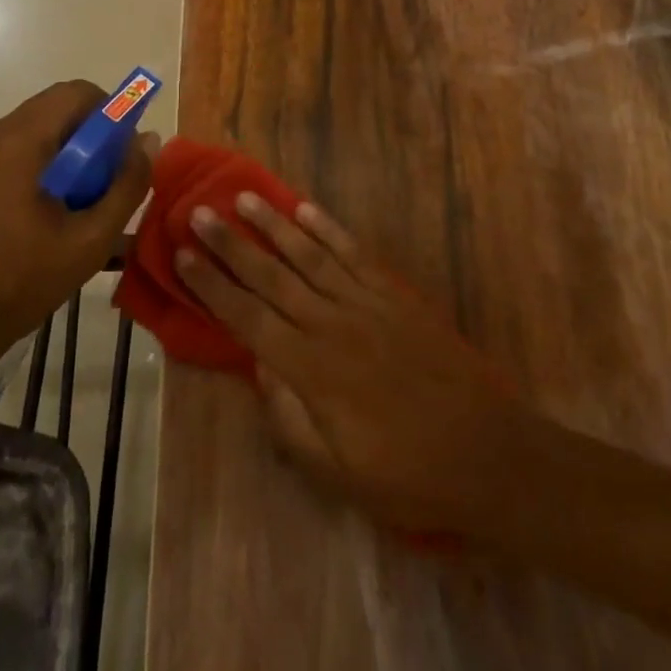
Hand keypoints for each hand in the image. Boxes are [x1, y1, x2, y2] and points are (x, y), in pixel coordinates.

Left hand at [0, 81, 154, 364]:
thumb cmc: (20, 283)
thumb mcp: (90, 240)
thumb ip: (126, 185)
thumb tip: (149, 140)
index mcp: (19, 142)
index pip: (77, 92)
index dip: (110, 112)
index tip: (121, 153)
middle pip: (56, 107)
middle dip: (90, 134)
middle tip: (104, 180)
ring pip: (36, 128)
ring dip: (67, 150)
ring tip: (78, 201)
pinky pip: (15, 148)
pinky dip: (41, 162)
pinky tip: (45, 211)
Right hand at [176, 194, 530, 535]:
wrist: (486, 451)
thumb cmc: (406, 473)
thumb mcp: (337, 472)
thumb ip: (289, 418)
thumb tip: (257, 366)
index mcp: (311, 368)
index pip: (247, 317)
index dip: (212, 285)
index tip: (183, 254)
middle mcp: (331, 323)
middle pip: (270, 276)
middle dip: (231, 244)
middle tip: (199, 212)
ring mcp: (365, 302)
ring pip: (308, 254)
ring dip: (273, 225)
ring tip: (244, 197)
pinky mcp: (394, 294)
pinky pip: (353, 253)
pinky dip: (328, 228)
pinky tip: (306, 209)